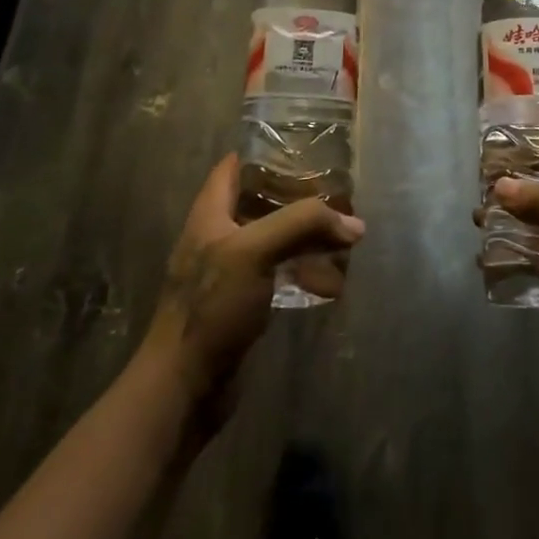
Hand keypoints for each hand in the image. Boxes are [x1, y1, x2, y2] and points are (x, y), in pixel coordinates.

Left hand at [140, 155, 364, 417]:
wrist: (184, 387)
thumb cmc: (212, 306)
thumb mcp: (254, 251)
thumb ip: (302, 225)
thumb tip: (354, 224)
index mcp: (211, 212)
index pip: (236, 166)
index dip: (267, 153)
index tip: (307, 151)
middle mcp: (219, 235)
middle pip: (263, 202)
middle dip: (300, 199)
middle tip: (339, 198)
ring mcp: (231, 271)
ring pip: (276, 240)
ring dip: (308, 239)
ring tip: (346, 240)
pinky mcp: (243, 303)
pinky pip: (280, 276)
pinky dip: (305, 273)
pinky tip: (332, 282)